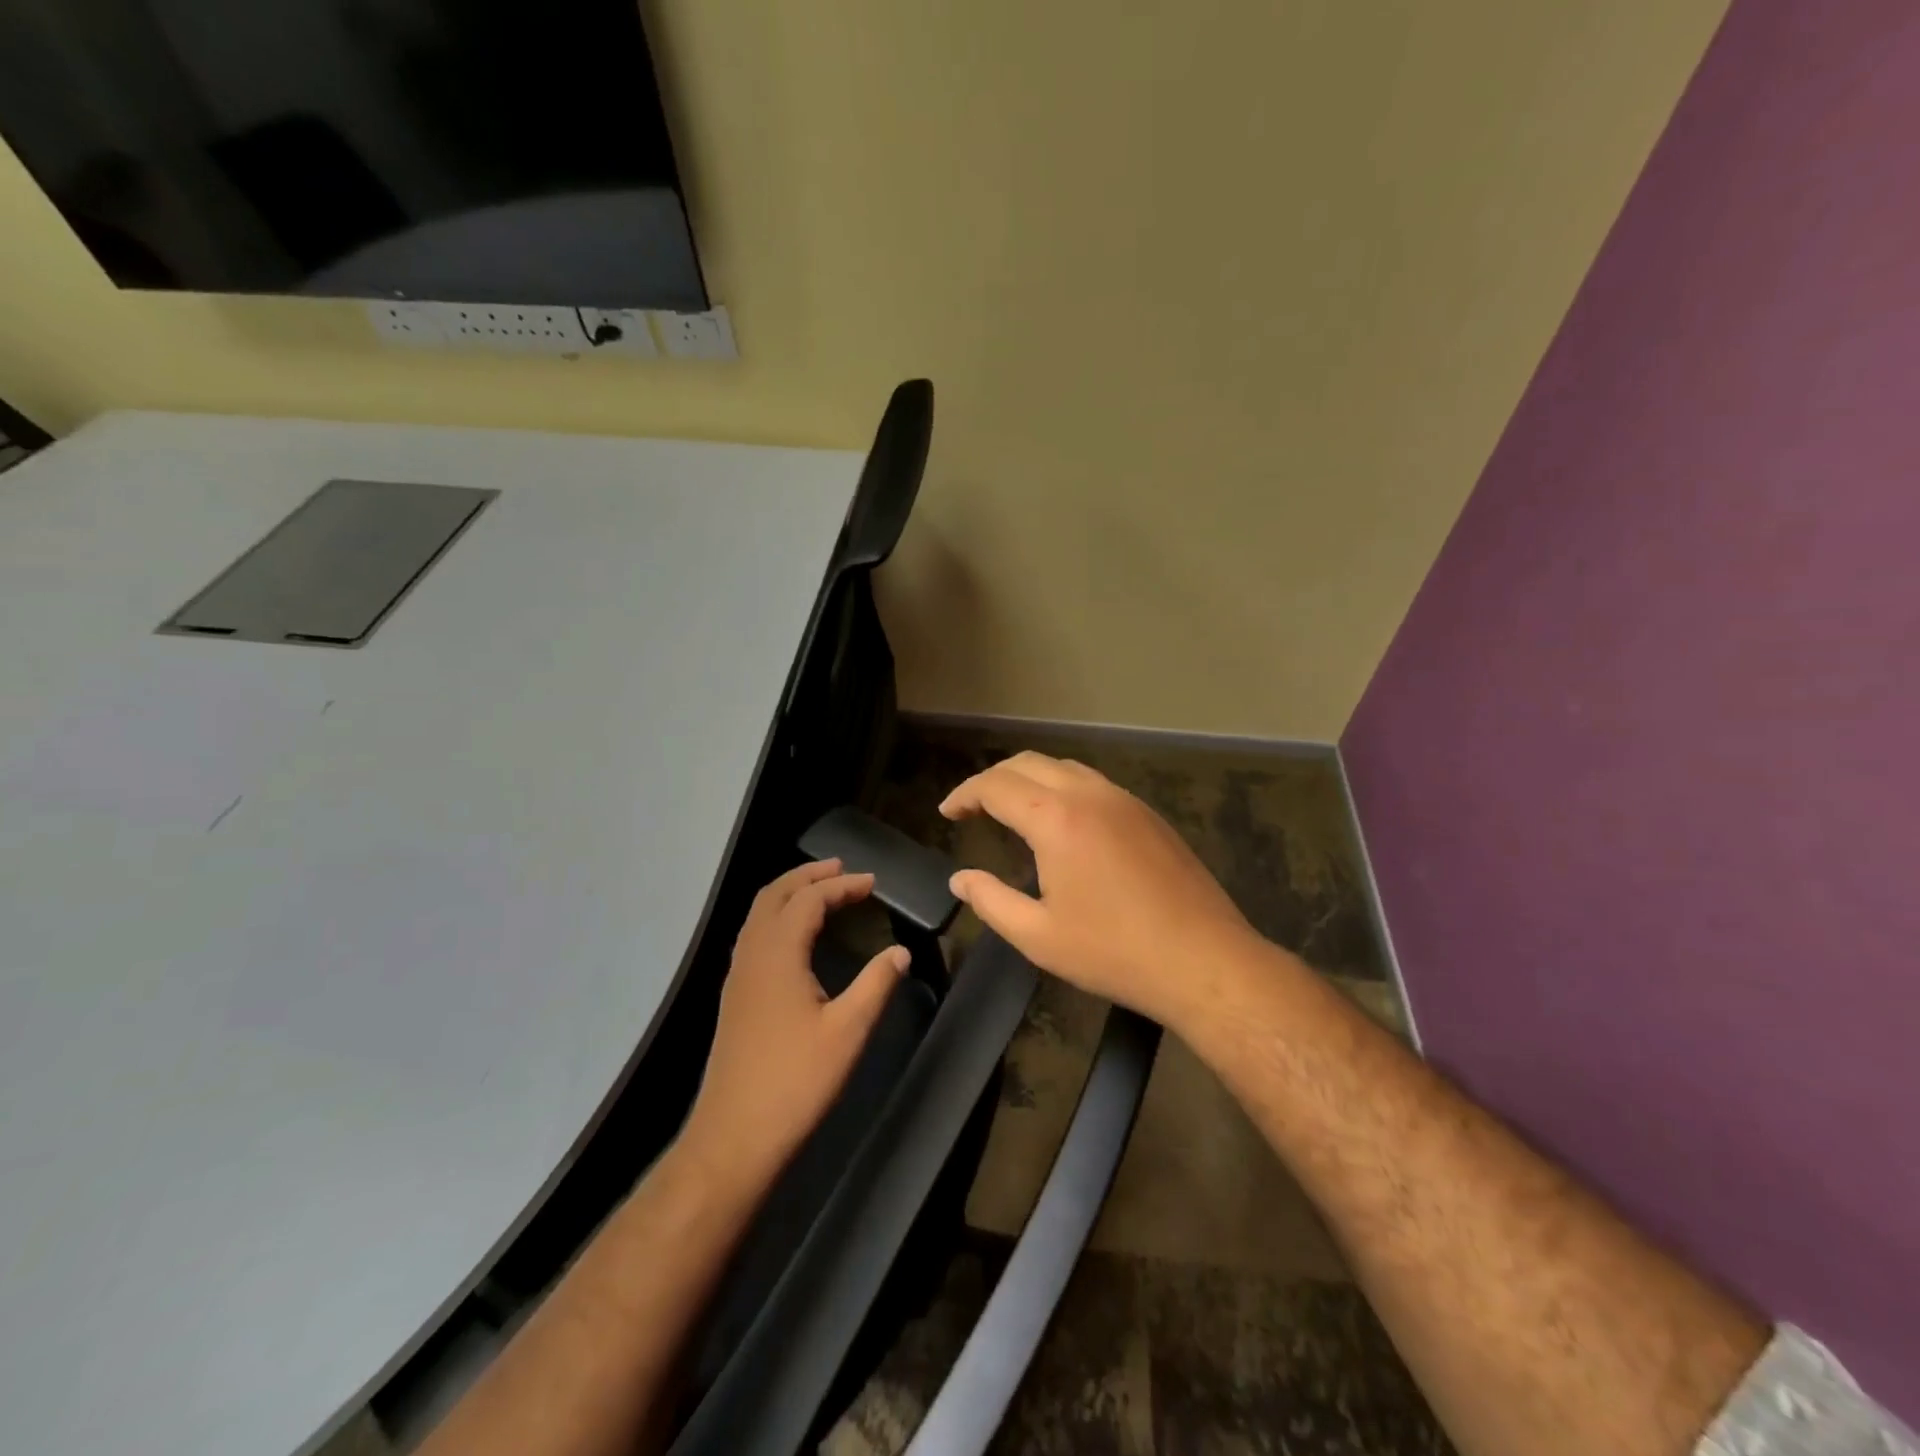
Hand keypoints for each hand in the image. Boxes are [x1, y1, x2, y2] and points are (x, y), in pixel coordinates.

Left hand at [680, 860, 907, 1190]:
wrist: (733, 1138)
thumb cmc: (795, 1082)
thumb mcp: (848, 1032)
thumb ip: (876, 984)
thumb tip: (900, 951)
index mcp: (777, 955)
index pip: (808, 900)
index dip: (841, 885)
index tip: (873, 882)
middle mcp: (751, 955)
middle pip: (774, 895)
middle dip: (809, 876)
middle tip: (843, 869)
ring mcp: (738, 977)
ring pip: (760, 915)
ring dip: (790, 894)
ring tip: (823, 892)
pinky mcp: (735, 997)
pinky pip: (755, 936)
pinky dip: (779, 918)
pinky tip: (798, 937)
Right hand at [940, 752, 1261, 1029]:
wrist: (1204, 960)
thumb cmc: (1114, 952)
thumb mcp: (1039, 936)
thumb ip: (991, 901)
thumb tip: (959, 879)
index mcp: (1056, 818)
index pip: (996, 786)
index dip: (965, 794)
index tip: (947, 813)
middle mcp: (1089, 794)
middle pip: (1028, 763)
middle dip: (992, 779)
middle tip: (973, 809)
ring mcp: (1124, 800)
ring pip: (1064, 766)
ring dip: (1029, 778)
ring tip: (1011, 808)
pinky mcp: (1148, 814)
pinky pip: (1093, 783)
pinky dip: (1062, 787)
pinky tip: (1061, 821)